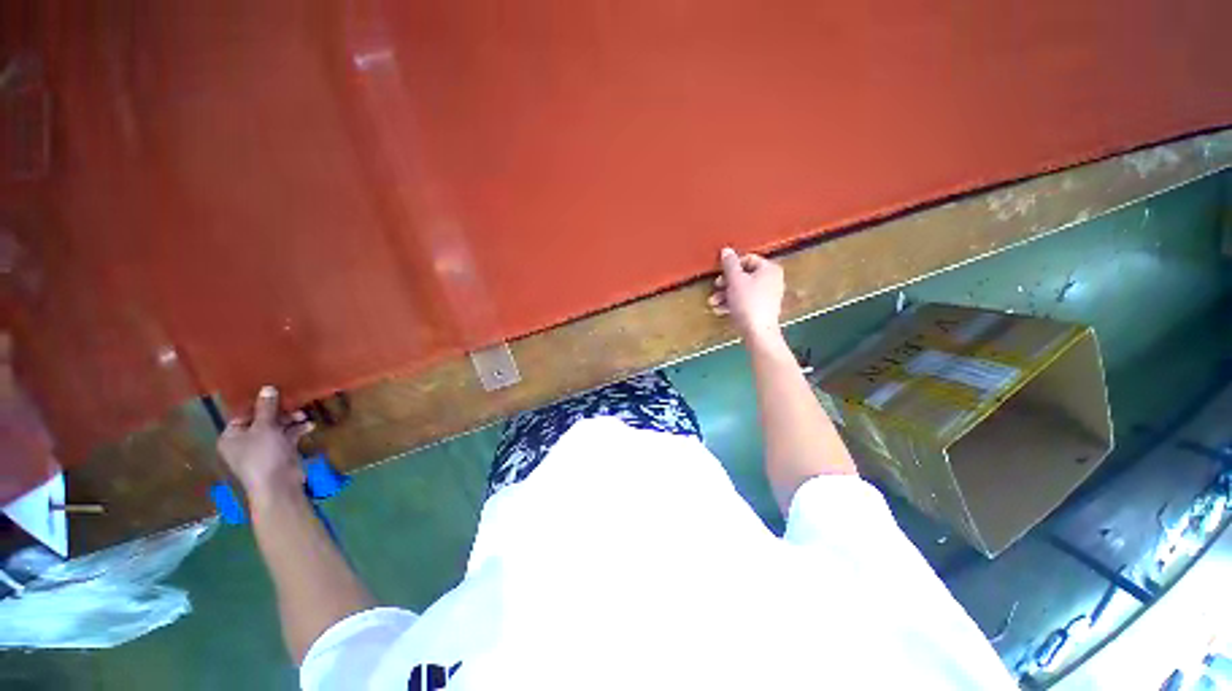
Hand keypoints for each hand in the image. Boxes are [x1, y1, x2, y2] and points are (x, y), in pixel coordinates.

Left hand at [217, 386, 313, 497]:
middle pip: (262, 420)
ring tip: (304, 416)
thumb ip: (266, 408)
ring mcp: (263, 449)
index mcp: (231, 436)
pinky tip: (309, 426)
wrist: (278, 484)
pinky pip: (287, 437)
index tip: (276, 395)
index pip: (244, 414)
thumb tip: (267, 388)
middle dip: (280, 413)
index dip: (259, 405)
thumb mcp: (264, 428)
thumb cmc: (263, 454)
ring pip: (277, 428)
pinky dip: (297, 431)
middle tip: (295, 406)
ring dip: (291, 421)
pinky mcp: (279, 453)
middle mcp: (244, 442)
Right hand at [708, 247, 785, 342]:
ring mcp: (768, 295)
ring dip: (725, 295)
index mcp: (769, 269)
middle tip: (715, 288)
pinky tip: (720, 310)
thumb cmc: (748, 302)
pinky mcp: (762, 309)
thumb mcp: (735, 280)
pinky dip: (733, 304)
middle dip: (725, 283)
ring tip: (713, 303)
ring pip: (742, 290)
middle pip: (744, 276)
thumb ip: (730, 264)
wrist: (758, 332)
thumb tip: (726, 249)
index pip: (748, 259)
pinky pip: (745, 301)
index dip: (731, 266)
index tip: (720, 275)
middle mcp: (772, 280)